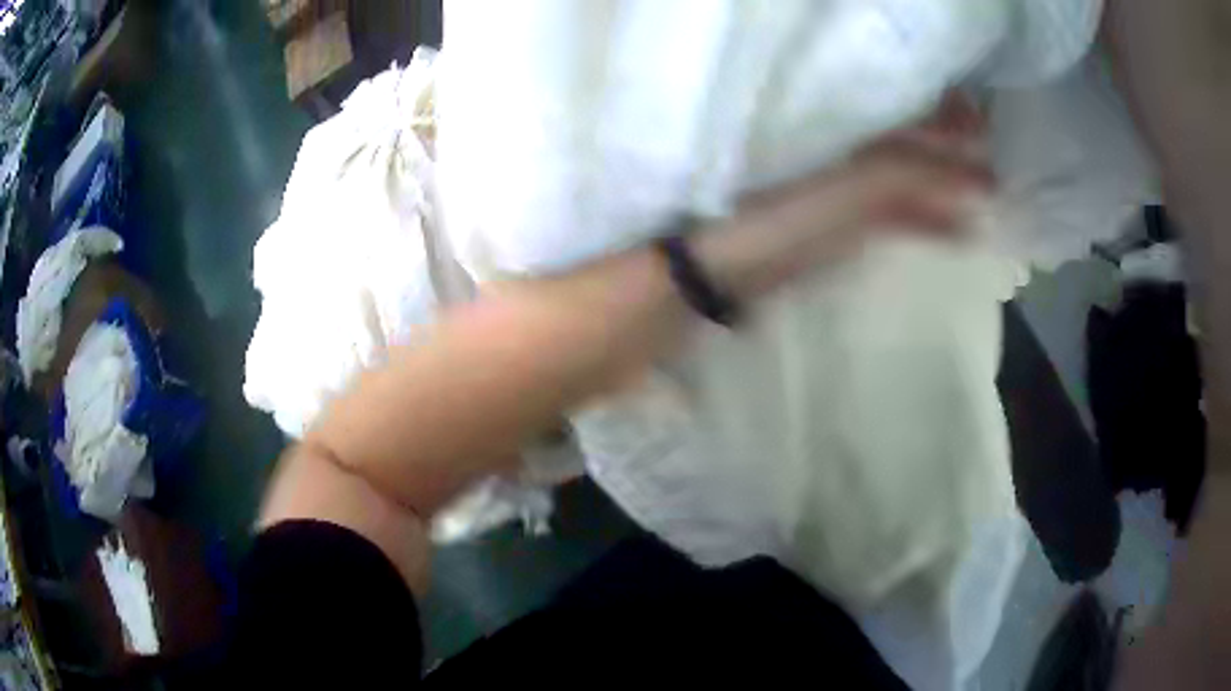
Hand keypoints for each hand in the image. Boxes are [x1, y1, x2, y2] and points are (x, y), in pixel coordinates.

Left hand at [695, 94, 993, 299]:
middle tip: (998, 159)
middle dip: (954, 146)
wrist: (713, 270)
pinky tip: (959, 230)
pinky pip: (890, 211)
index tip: (985, 120)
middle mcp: (840, 141)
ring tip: (990, 194)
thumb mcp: (848, 187)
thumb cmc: (776, 216)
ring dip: (946, 184)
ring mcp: (838, 180)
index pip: (902, 99)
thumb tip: (975, 172)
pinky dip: (924, 218)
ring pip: (904, 174)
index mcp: (836, 118)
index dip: (945, 106)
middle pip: (909, 135)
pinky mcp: (835, 219)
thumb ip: (911, 175)